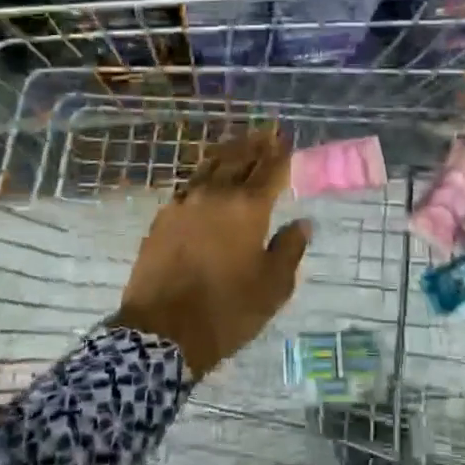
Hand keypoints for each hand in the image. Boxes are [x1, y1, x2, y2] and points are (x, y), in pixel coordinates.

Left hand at [115, 128, 309, 377]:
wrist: (162, 332)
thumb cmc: (227, 311)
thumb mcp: (273, 287)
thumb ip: (289, 248)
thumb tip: (302, 223)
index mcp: (248, 207)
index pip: (269, 169)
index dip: (280, 152)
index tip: (286, 138)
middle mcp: (216, 195)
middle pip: (238, 159)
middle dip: (254, 144)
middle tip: (266, 132)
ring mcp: (185, 203)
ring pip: (210, 166)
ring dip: (228, 152)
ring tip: (239, 144)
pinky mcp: (163, 218)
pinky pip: (189, 185)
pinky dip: (204, 174)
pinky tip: (207, 177)